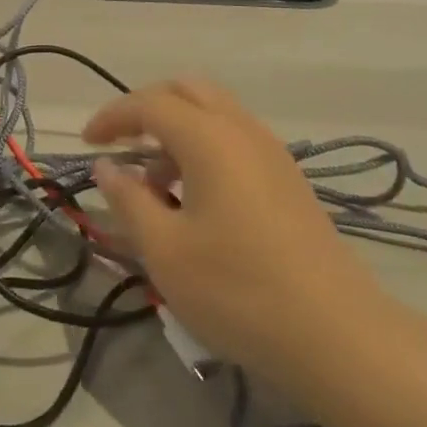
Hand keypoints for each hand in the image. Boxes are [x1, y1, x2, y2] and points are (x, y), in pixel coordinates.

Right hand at [83, 80, 379, 380]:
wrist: (340, 337)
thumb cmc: (240, 291)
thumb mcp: (166, 251)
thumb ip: (129, 200)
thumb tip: (107, 166)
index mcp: (208, 137)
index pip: (148, 103)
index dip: (112, 117)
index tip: (87, 142)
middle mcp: (241, 129)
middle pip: (186, 90)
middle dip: (147, 108)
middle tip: (122, 145)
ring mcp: (271, 151)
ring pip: (214, 112)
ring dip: (177, 130)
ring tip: (156, 183)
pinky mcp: (288, 178)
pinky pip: (235, 138)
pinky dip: (205, 147)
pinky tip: (196, 199)